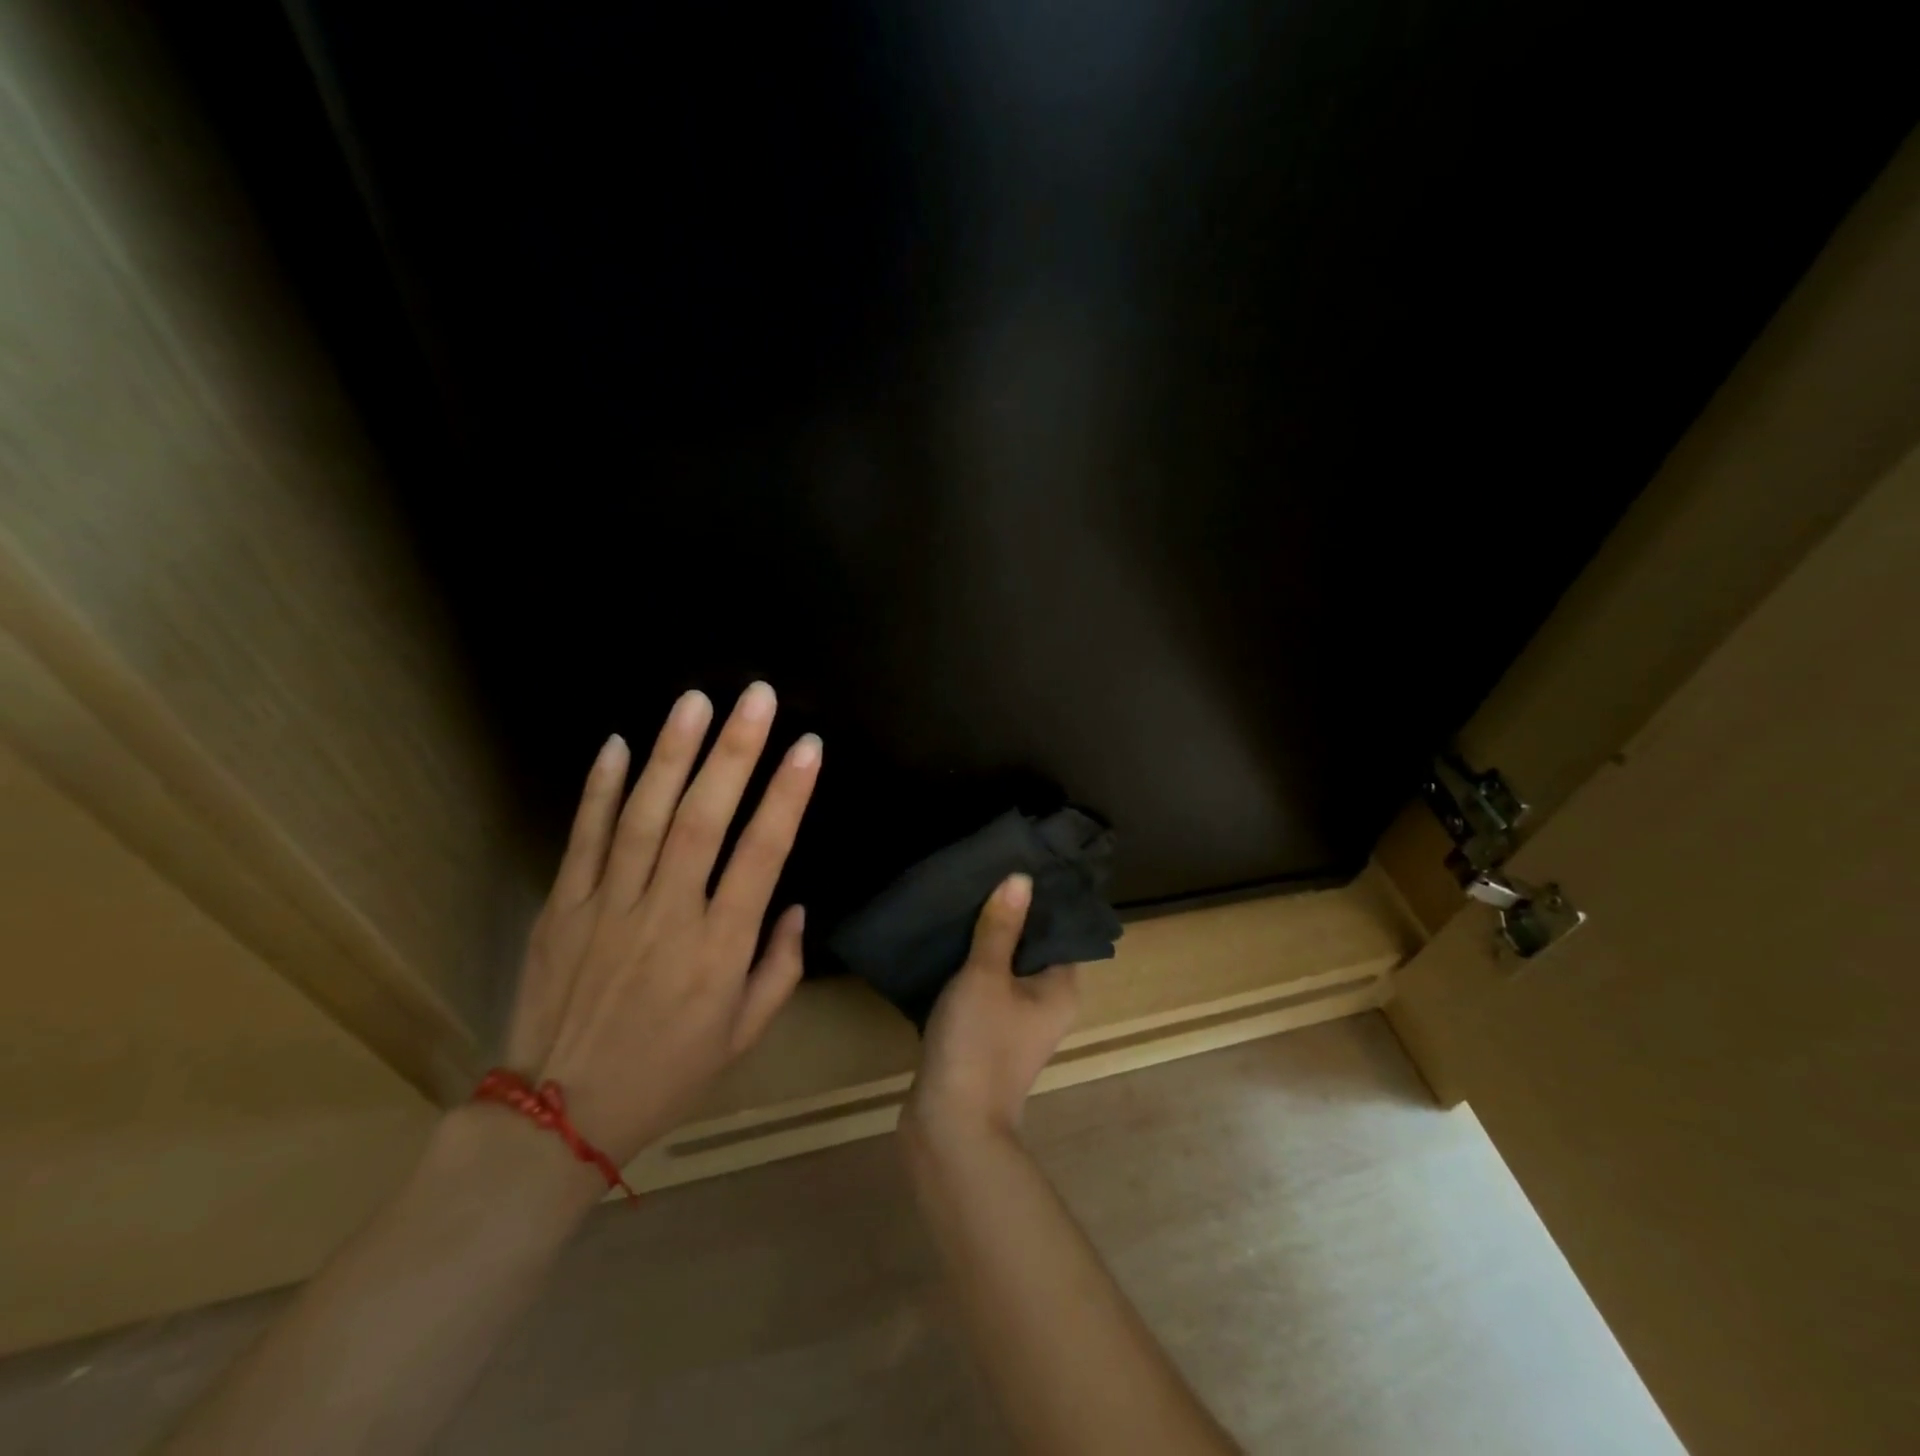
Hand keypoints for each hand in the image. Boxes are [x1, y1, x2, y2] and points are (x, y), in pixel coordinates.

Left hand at [501, 682, 820, 1166]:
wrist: (557, 1119)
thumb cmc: (666, 1074)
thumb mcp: (743, 1036)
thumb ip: (779, 968)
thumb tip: (794, 906)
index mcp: (719, 950)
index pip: (761, 856)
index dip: (787, 796)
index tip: (808, 746)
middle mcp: (666, 917)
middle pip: (703, 820)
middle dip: (734, 752)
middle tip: (756, 696)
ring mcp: (608, 907)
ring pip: (643, 817)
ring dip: (671, 754)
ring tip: (694, 701)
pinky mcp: (563, 907)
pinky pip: (582, 839)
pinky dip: (599, 790)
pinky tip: (617, 744)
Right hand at [904, 873, 1080, 1140]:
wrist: (950, 1125)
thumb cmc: (979, 1043)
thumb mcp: (986, 975)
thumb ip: (1001, 926)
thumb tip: (1021, 878)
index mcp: (1061, 988)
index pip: (1059, 929)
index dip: (1040, 899)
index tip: (1016, 863)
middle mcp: (1047, 1004)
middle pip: (1030, 947)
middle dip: (1007, 916)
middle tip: (982, 875)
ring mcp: (1016, 1023)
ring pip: (1004, 968)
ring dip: (985, 942)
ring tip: (962, 899)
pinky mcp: (987, 1035)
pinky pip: (983, 988)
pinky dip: (969, 968)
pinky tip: (947, 942)